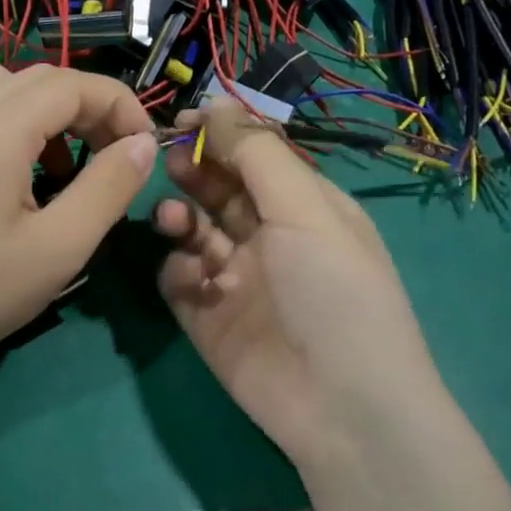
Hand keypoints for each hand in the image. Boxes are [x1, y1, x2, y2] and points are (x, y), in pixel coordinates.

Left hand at [0, 63, 157, 386]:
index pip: (72, 84)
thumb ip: (110, 187)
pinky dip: (13, 124)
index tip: (145, 148)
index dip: (119, 106)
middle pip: (39, 78)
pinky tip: (20, 178)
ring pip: (4, 87)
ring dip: (48, 112)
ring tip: (65, 166)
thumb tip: (143, 144)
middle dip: (89, 107)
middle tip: (114, 156)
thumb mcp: (61, 247)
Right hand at [154, 103, 445, 467]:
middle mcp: (269, 236)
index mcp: (303, 206)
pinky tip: (195, 280)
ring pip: (193, 230)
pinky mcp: (207, 317)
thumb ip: (257, 154)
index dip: (219, 134)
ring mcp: (236, 278)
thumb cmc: (334, 290)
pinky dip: (179, 271)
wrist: (341, 405)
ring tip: (175, 221)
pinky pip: (179, 279)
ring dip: (180, 217)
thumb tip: (216, 104)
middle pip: (219, 188)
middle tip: (169, 163)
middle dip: (193, 171)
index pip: (255, 156)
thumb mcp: (306, 210)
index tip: (181, 120)